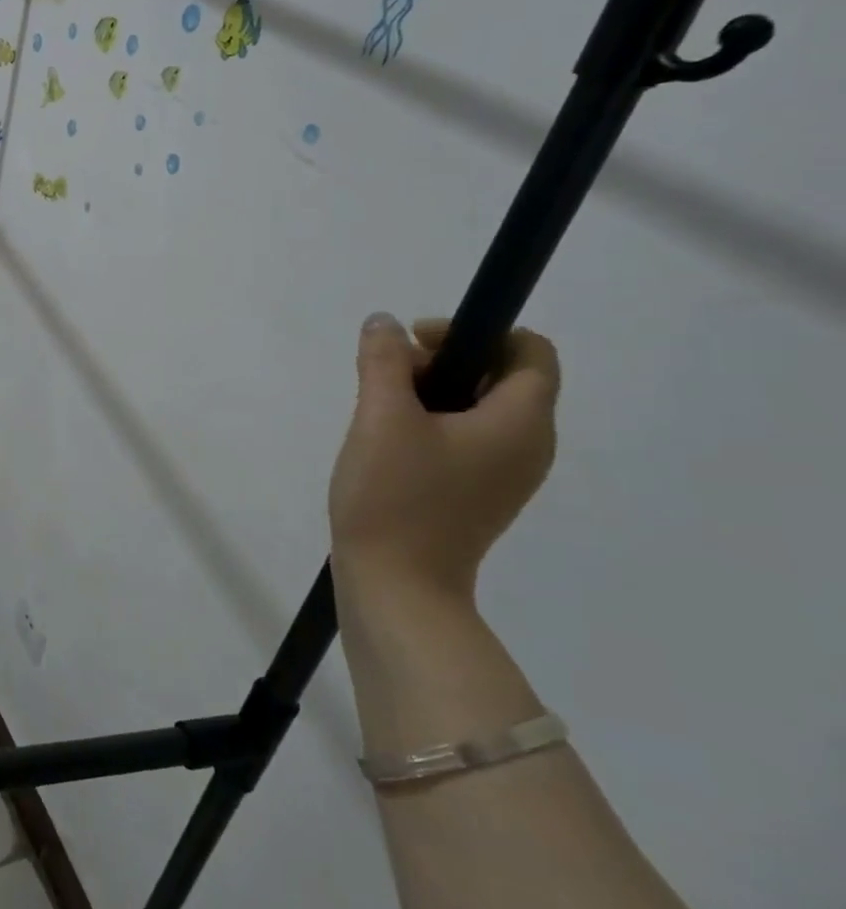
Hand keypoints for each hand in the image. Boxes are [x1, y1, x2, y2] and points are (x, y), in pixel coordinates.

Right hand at [329, 314, 559, 602]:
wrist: (396, 584)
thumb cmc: (395, 496)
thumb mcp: (381, 418)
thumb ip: (383, 362)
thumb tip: (384, 324)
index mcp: (521, 423)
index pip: (529, 352)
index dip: (475, 332)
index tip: (415, 342)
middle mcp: (529, 445)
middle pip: (502, 377)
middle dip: (443, 361)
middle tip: (386, 375)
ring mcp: (506, 474)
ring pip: (479, 408)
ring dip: (431, 392)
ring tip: (378, 407)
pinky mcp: (479, 493)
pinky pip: (467, 438)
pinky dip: (432, 423)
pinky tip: (387, 441)